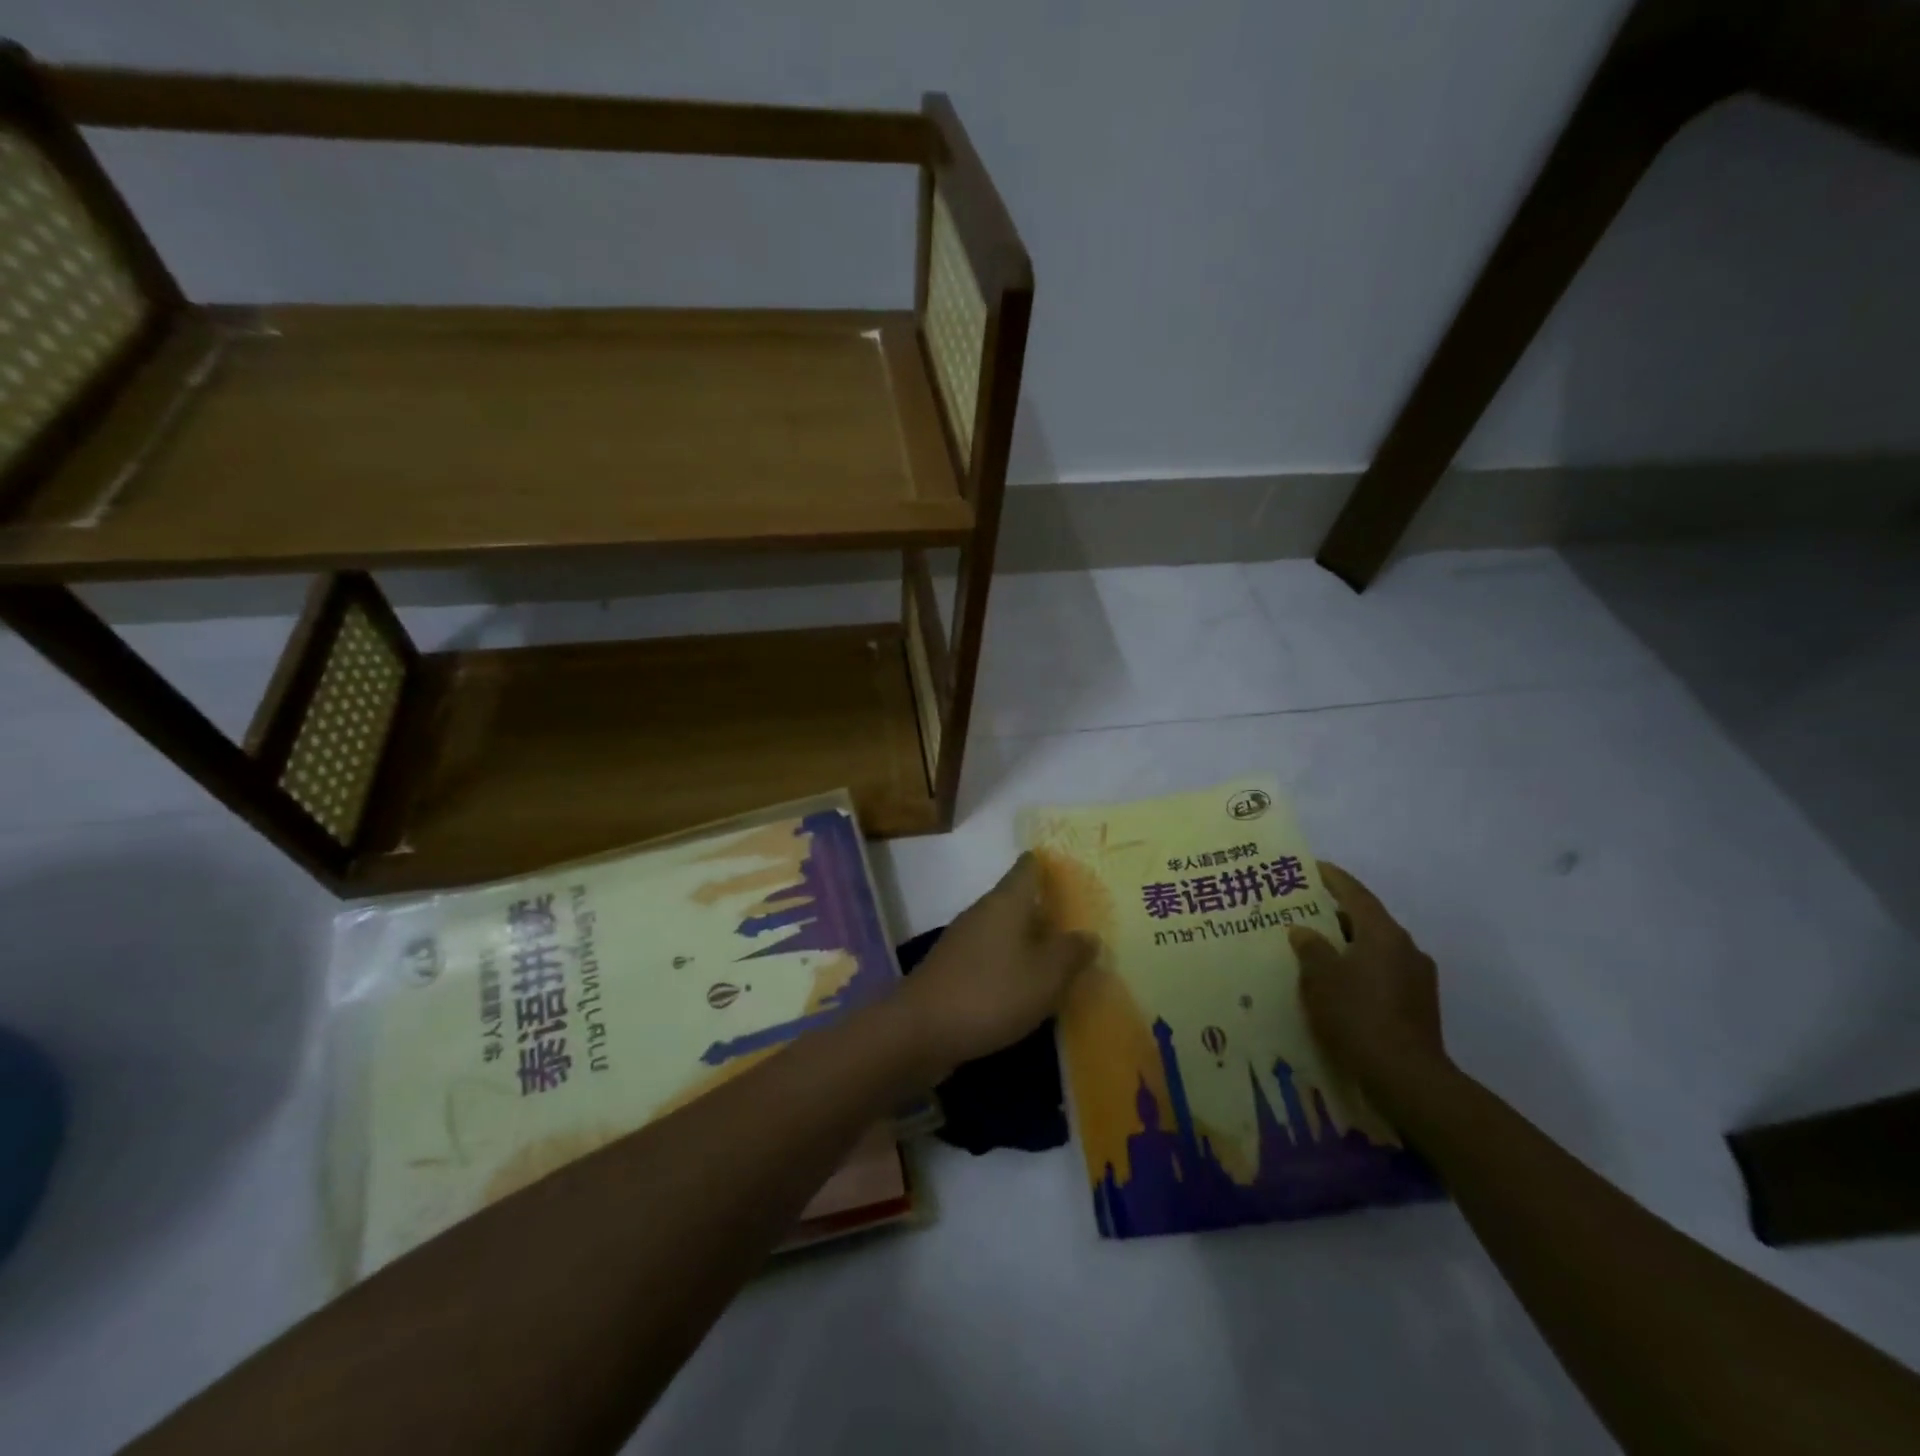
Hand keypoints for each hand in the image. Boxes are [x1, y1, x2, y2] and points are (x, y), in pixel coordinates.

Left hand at [895, 854, 1097, 1079]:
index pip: (1029, 867)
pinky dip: (1011, 964)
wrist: (920, 1031)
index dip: (1049, 864)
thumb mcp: (1046, 976)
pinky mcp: (953, 970)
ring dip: (1029, 940)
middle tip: (1080, 921)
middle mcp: (982, 912)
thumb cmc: (991, 993)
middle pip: (1018, 900)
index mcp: (1006, 902)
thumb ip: (1071, 953)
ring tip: (1060, 957)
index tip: (1073, 869)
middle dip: (1046, 909)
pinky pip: (991, 957)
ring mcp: (963, 941)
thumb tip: (1088, 935)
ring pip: (1004, 930)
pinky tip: (1026, 986)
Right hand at [1290, 861, 1447, 1092]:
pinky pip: (1382, 974)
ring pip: (1375, 950)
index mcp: (1384, 934)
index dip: (1332, 879)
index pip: (1355, 894)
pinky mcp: (1418, 1005)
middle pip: (1366, 920)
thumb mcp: (1321, 978)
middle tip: (1303, 913)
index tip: (1312, 867)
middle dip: (1335, 915)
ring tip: (1316, 951)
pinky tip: (1338, 986)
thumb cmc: (1358, 1015)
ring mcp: (1417, 979)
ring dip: (1347, 946)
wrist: (1406, 1078)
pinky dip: (1359, 970)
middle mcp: (1406, 949)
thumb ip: (1310, 948)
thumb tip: (1303, 931)